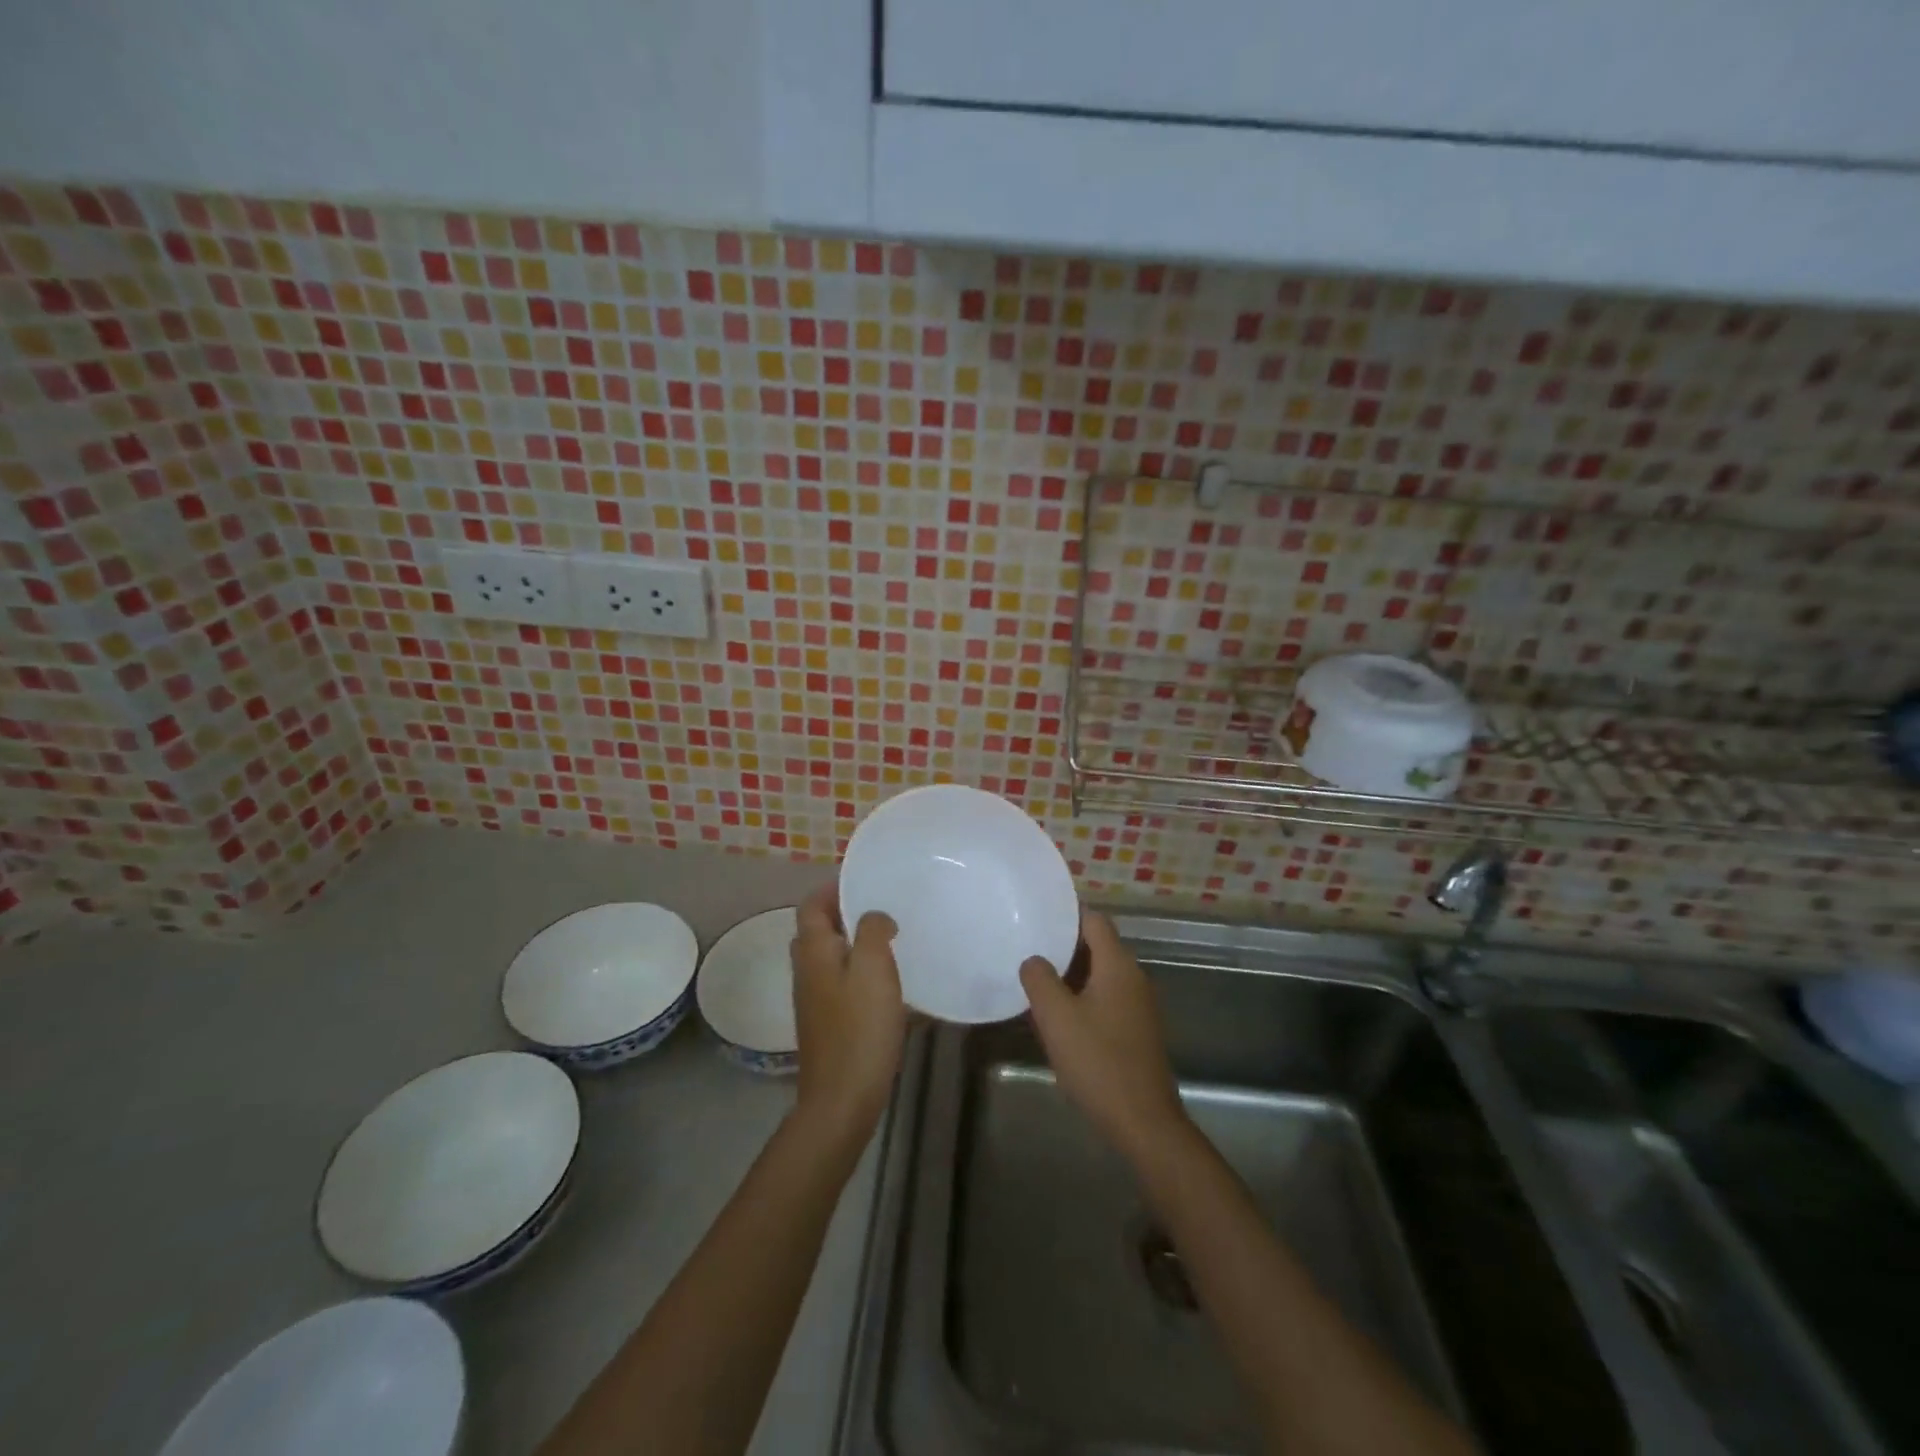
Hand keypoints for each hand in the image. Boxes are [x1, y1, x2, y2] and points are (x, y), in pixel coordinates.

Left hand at [790, 883, 906, 1141]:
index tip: (865, 880)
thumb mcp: (873, 967)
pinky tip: (893, 984)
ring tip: (894, 940)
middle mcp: (807, 970)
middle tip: (884, 908)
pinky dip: (863, 973)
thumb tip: (875, 916)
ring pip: (833, 957)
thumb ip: (873, 930)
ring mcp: (815, 998)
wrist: (842, 1098)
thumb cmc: (860, 1027)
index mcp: (813, 950)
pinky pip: (843, 983)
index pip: (812, 904)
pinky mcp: (829, 1022)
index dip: (834, 888)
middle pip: (820, 929)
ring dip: (857, 944)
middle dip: (847, 914)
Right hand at [1020, 911, 1188, 1163]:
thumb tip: (1033, 959)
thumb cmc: (1098, 1062)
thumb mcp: (1056, 1017)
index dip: (1066, 915)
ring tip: (1036, 981)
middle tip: (1028, 948)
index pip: (1094, 920)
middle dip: (1063, 945)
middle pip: (1097, 946)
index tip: (1036, 917)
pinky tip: (1059, 1017)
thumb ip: (1039, 979)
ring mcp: (1138, 1005)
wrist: (1143, 1122)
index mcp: (1117, 965)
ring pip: (1100, 974)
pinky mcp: (1137, 1030)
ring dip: (1071, 974)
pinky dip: (1083, 997)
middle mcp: (1133, 977)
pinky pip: (1106, 998)